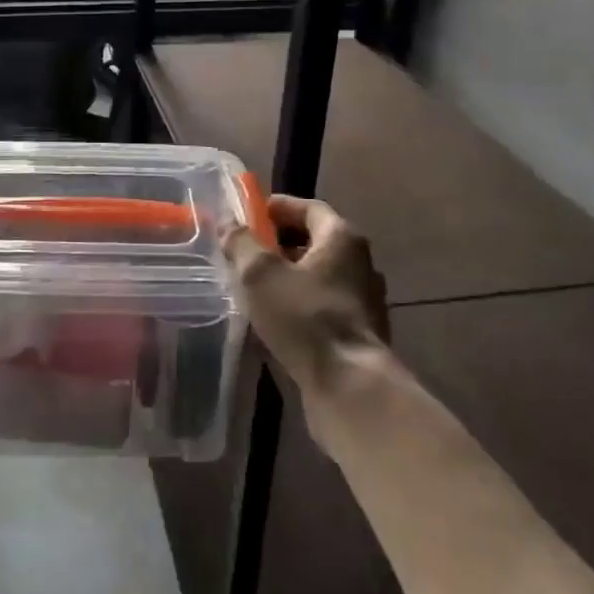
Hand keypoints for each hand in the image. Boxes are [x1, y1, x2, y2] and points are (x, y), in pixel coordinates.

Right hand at [222, 195, 388, 395]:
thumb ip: (242, 243)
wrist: (350, 386)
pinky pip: (323, 306)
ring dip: (289, 276)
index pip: (310, 208)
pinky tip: (275, 319)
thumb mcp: (260, 274)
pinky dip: (300, 304)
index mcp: (342, 238)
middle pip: (316, 242)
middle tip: (247, 251)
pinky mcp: (359, 333)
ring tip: (255, 286)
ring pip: (319, 276)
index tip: (251, 213)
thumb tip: (229, 224)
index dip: (279, 207)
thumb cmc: (304, 317)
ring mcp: (364, 300)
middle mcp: (360, 263)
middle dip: (280, 244)